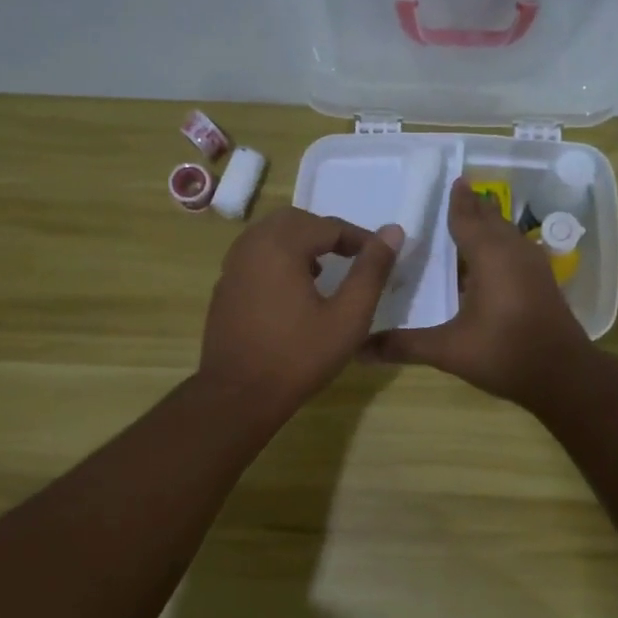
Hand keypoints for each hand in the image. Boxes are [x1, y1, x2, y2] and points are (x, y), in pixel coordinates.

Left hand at [198, 207, 403, 419]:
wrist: (239, 395)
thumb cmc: (299, 357)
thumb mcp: (348, 317)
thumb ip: (371, 271)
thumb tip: (393, 232)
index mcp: (280, 246)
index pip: (328, 226)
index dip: (359, 238)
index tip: (380, 257)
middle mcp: (251, 245)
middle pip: (296, 222)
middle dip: (327, 234)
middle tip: (353, 258)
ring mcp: (232, 267)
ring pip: (271, 237)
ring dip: (302, 245)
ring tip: (326, 272)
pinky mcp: (225, 288)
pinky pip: (256, 257)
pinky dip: (279, 260)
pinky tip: (294, 292)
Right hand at [364, 178, 593, 407]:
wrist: (564, 375)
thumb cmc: (504, 354)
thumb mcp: (449, 350)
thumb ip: (405, 345)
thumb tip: (359, 350)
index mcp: (491, 256)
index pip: (468, 218)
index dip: (457, 201)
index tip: (451, 181)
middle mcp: (514, 252)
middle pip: (491, 220)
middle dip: (473, 208)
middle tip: (453, 197)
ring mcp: (534, 266)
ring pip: (507, 235)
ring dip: (488, 227)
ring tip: (467, 225)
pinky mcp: (543, 283)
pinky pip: (516, 251)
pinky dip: (499, 247)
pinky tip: (488, 264)